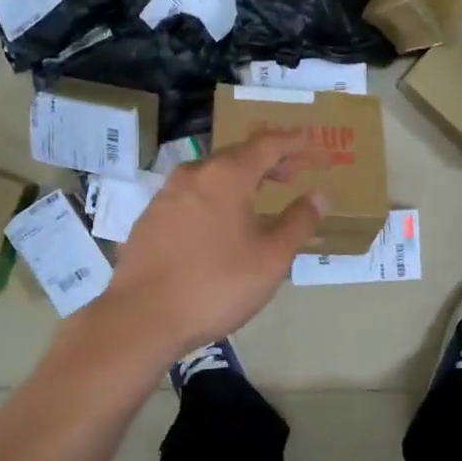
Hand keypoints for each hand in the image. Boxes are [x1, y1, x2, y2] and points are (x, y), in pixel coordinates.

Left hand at [92, 131, 321, 359]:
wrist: (142, 318)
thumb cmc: (216, 285)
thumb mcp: (271, 258)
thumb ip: (299, 222)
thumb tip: (319, 195)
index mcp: (226, 176)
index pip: (267, 144)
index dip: (293, 142)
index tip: (312, 144)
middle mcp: (193, 175)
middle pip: (237, 156)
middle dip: (269, 161)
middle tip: (294, 173)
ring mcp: (166, 196)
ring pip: (211, 176)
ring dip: (241, 180)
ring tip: (261, 197)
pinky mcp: (150, 220)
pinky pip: (192, 197)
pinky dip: (216, 198)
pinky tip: (222, 223)